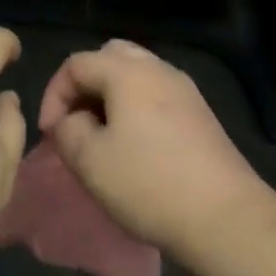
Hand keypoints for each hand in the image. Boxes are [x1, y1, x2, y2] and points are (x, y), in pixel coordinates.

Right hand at [40, 40, 273, 260]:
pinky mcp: (201, 114)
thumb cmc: (149, 184)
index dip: (54, 94)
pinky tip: (135, 145)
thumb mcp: (89, 161)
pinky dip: (136, 107)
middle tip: (75, 121)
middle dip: (85, 85)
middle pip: (109, 57)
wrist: (226, 218)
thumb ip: (67, 130)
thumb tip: (72, 120)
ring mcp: (184, 89)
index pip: (76, 63)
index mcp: (127, 71)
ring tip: (101, 134)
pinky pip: (157, 94)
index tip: (49, 133)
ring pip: (136, 74)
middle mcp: (157, 68)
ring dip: (111, 96)